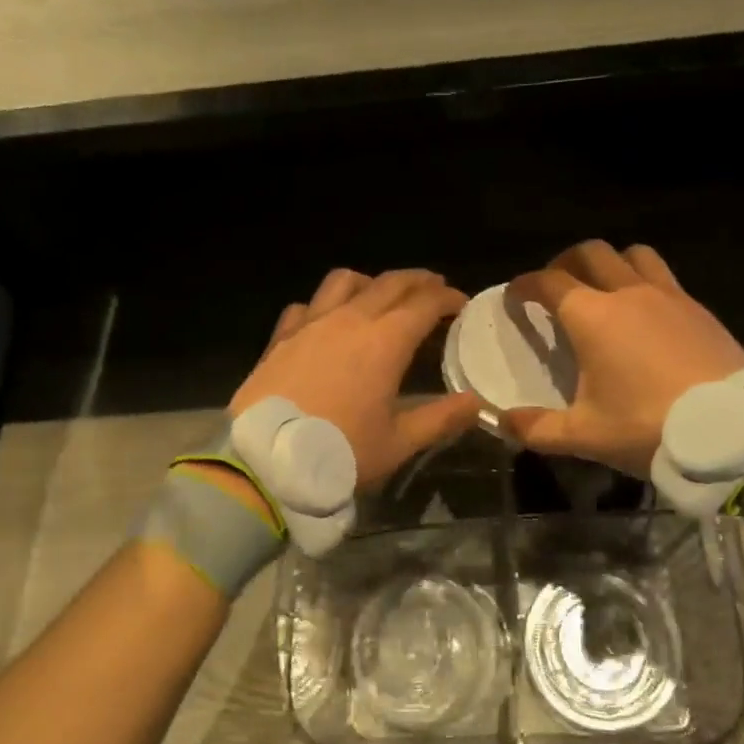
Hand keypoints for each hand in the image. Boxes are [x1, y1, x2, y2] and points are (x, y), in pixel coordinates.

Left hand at [232, 268, 483, 489]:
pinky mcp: (281, 337)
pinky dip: (324, 305)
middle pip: (390, 283)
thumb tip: (477, 402)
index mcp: (385, 341)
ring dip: (371, 282)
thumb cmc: (340, 453)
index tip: (462, 303)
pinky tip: (327, 322)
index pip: (425, 303)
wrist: (266, 463)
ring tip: (380, 296)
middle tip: (434, 288)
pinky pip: (307, 305)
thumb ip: (441, 419)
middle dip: (418, 281)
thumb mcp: (399, 443)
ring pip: (344, 281)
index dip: (448, 298)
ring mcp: (311, 323)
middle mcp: (350, 320)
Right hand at [502, 241, 743, 475]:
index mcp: (591, 316)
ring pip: (633, 255)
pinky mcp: (698, 308)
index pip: (548, 282)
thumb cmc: (647, 427)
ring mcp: (668, 295)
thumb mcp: (584, 436)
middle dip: (565, 263)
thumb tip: (502, 421)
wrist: (730, 431)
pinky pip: (665, 277)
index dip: (525, 285)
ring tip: (604, 288)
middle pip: (590, 253)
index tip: (515, 297)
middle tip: (556, 286)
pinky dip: (645, 282)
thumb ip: (537, 428)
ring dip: (611, 263)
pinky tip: (647, 314)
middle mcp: (627, 292)